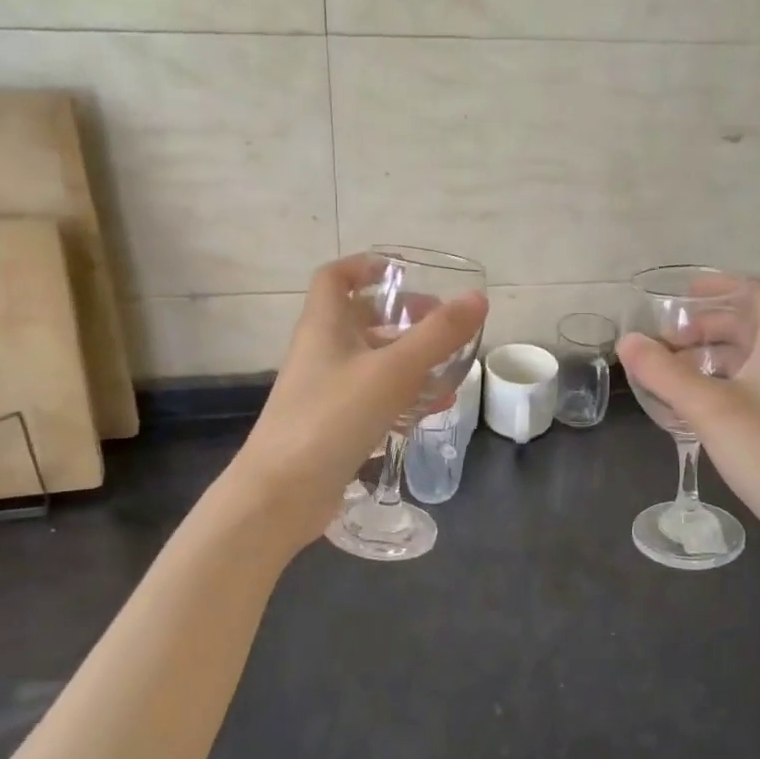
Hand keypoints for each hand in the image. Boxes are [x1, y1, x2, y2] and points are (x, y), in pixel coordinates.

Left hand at [227, 256, 487, 546]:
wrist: (282, 493)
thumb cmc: (333, 417)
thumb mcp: (393, 370)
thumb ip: (437, 335)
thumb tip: (477, 298)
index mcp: (324, 326)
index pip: (335, 277)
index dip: (366, 265)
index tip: (404, 271)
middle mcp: (321, 352)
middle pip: (360, 319)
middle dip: (402, 316)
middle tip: (441, 323)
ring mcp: (325, 391)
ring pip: (371, 361)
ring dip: (409, 359)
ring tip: (449, 368)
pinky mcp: (333, 426)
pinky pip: (372, 398)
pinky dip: (402, 396)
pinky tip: (432, 409)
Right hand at [617, 281, 759, 578]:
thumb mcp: (710, 408)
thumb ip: (665, 373)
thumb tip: (627, 341)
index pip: (759, 295)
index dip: (724, 284)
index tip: (684, 293)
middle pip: (747, 327)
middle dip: (705, 325)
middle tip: (666, 338)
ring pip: (742, 362)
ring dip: (706, 358)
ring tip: (667, 371)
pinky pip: (741, 392)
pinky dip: (712, 388)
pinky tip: (685, 408)